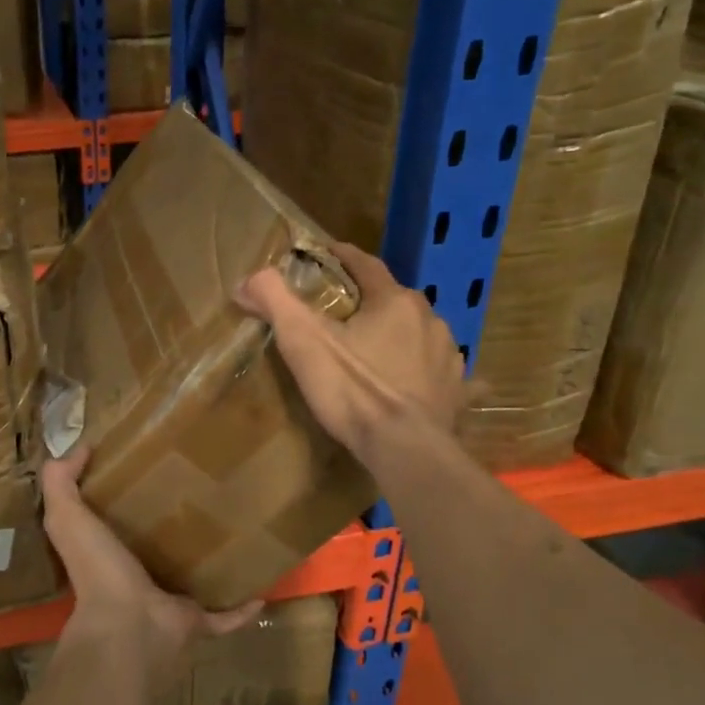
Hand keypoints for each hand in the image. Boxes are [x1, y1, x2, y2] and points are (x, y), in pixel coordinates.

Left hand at [41, 447, 261, 684]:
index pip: (115, 524)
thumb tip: (80, 448)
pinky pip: (224, 616)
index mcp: (107, 554)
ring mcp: (166, 604)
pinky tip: (262, 587)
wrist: (128, 626)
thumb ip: (61, 481)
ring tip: (235, 533)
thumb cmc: (97, 567)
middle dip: (174, 530)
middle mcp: (135, 580)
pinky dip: (241, 607)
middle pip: (156, 552)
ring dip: (209, 565)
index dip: (128, 497)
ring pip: (192, 582)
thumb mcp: (66, 516)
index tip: (154, 467)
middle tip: (204, 494)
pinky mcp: (196, 622)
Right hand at [234, 242, 464, 467]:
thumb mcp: (303, 342)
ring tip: (377, 349)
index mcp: (394, 301)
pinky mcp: (455, 391)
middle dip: (370, 301)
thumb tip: (248, 278)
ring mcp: (448, 357)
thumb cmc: (352, 389)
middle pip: (394, 299)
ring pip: (420, 333)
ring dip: (400, 334)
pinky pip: (442, 373)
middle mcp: (429, 319)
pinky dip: (426, 371)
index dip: (343, 256)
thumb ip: (275, 301)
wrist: (405, 450)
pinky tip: (417, 384)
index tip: (325, 254)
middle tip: (342, 314)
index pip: (366, 265)